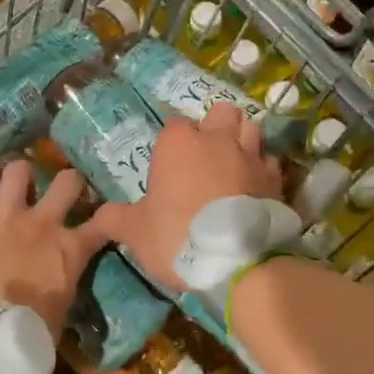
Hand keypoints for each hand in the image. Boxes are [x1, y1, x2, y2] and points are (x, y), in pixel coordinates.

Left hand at [0, 160, 111, 333]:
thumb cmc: (24, 337)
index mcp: (69, 251)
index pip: (103, 224)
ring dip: (22, 173)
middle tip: (64, 189)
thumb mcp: (60, 315)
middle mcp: (42, 224)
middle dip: (70, 182)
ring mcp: (4, 217)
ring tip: (20, 179)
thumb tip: (61, 287)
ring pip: (19, 171)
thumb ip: (65, 288)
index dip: (108, 217)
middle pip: (67, 182)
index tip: (107, 217)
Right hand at [90, 103, 280, 292]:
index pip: (174, 125)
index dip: (171, 143)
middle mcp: (217, 139)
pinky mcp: (276, 178)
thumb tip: (97, 217)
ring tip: (232, 161)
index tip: (168, 166)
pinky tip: (254, 185)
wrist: (238, 261)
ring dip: (242, 138)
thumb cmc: (178, 236)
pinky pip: (269, 160)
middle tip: (205, 154)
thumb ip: (114, 219)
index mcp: (179, 144)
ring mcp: (251, 155)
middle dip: (215, 126)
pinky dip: (262, 168)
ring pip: (250, 127)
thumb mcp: (135, 232)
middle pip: (221, 112)